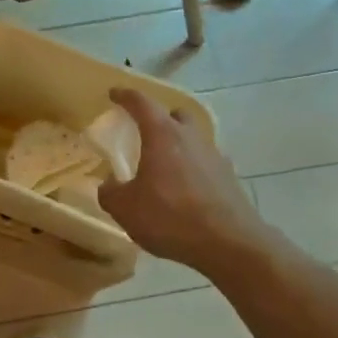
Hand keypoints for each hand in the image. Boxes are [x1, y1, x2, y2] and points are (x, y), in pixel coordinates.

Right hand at [98, 89, 266, 274]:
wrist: (229, 243)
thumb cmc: (171, 217)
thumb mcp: (126, 209)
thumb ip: (110, 193)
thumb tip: (109, 185)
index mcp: (163, 135)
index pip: (141, 103)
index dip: (125, 96)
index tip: (114, 94)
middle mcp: (191, 137)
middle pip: (175, 115)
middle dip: (160, 118)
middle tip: (145, 133)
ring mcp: (214, 156)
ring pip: (193, 139)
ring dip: (178, 146)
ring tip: (164, 168)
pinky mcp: (229, 177)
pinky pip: (205, 163)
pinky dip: (192, 169)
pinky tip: (184, 191)